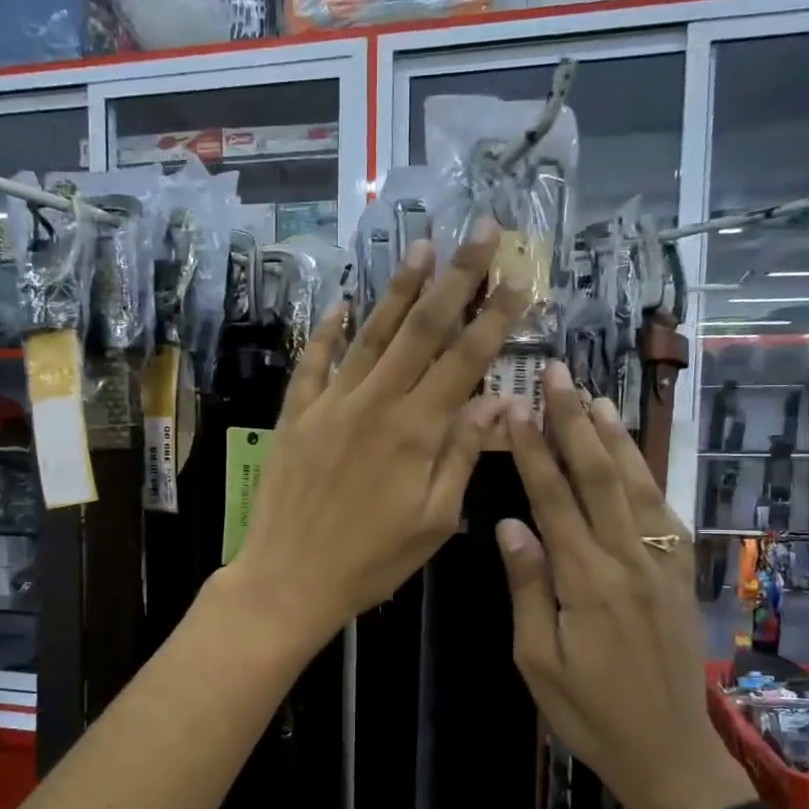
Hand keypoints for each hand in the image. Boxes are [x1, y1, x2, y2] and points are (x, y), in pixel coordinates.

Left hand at [224, 221, 525, 652]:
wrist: (289, 578)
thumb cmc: (371, 561)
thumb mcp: (434, 521)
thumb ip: (463, 456)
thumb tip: (498, 403)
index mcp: (417, 430)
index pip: (465, 359)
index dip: (495, 316)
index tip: (518, 275)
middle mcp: (376, 402)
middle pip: (422, 329)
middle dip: (457, 277)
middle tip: (480, 230)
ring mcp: (332, 403)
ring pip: (372, 334)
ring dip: (399, 288)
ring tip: (423, 247)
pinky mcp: (297, 414)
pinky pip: (314, 362)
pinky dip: (328, 331)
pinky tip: (341, 304)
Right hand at [497, 362, 754, 808]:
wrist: (669, 752)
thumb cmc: (589, 713)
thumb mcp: (538, 661)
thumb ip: (528, 588)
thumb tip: (510, 525)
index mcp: (586, 581)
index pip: (555, 499)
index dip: (535, 450)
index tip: (518, 407)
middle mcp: (628, 560)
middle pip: (600, 477)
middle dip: (574, 422)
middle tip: (557, 374)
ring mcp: (662, 564)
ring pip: (637, 486)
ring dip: (614, 437)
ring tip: (592, 397)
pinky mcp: (681, 575)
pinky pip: (664, 513)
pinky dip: (647, 474)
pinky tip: (634, 454)